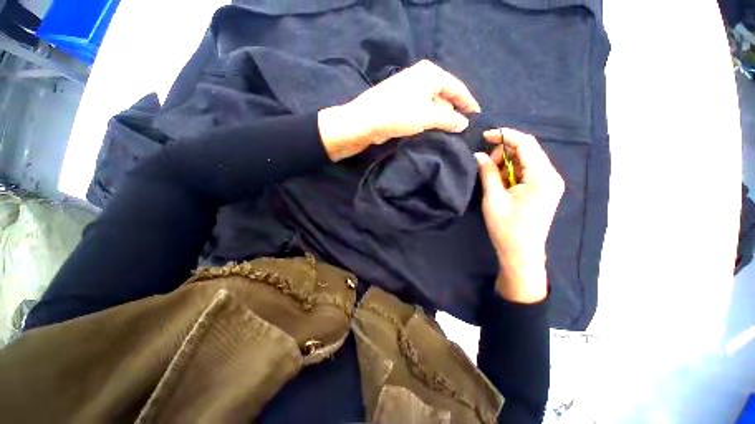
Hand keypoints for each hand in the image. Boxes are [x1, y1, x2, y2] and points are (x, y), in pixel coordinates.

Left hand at [318, 60, 480, 160]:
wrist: (365, 121)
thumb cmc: (399, 114)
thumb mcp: (428, 116)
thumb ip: (449, 119)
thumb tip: (464, 124)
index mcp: (430, 74)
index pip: (457, 88)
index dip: (468, 102)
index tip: (477, 117)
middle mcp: (421, 78)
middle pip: (445, 96)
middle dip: (454, 112)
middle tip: (463, 130)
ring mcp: (410, 91)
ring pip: (432, 105)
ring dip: (441, 119)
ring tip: (451, 134)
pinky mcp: (401, 104)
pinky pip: (421, 112)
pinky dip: (429, 121)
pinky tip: (434, 132)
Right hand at [475, 129, 564, 303]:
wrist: (522, 253)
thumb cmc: (506, 228)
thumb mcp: (493, 199)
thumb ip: (488, 173)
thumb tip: (479, 155)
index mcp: (542, 177)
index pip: (526, 144)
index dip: (505, 136)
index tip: (485, 135)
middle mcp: (551, 176)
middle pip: (528, 150)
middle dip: (504, 151)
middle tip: (485, 163)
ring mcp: (550, 183)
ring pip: (527, 161)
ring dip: (507, 162)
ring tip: (491, 175)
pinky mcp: (545, 190)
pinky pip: (528, 171)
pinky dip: (512, 171)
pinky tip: (501, 181)